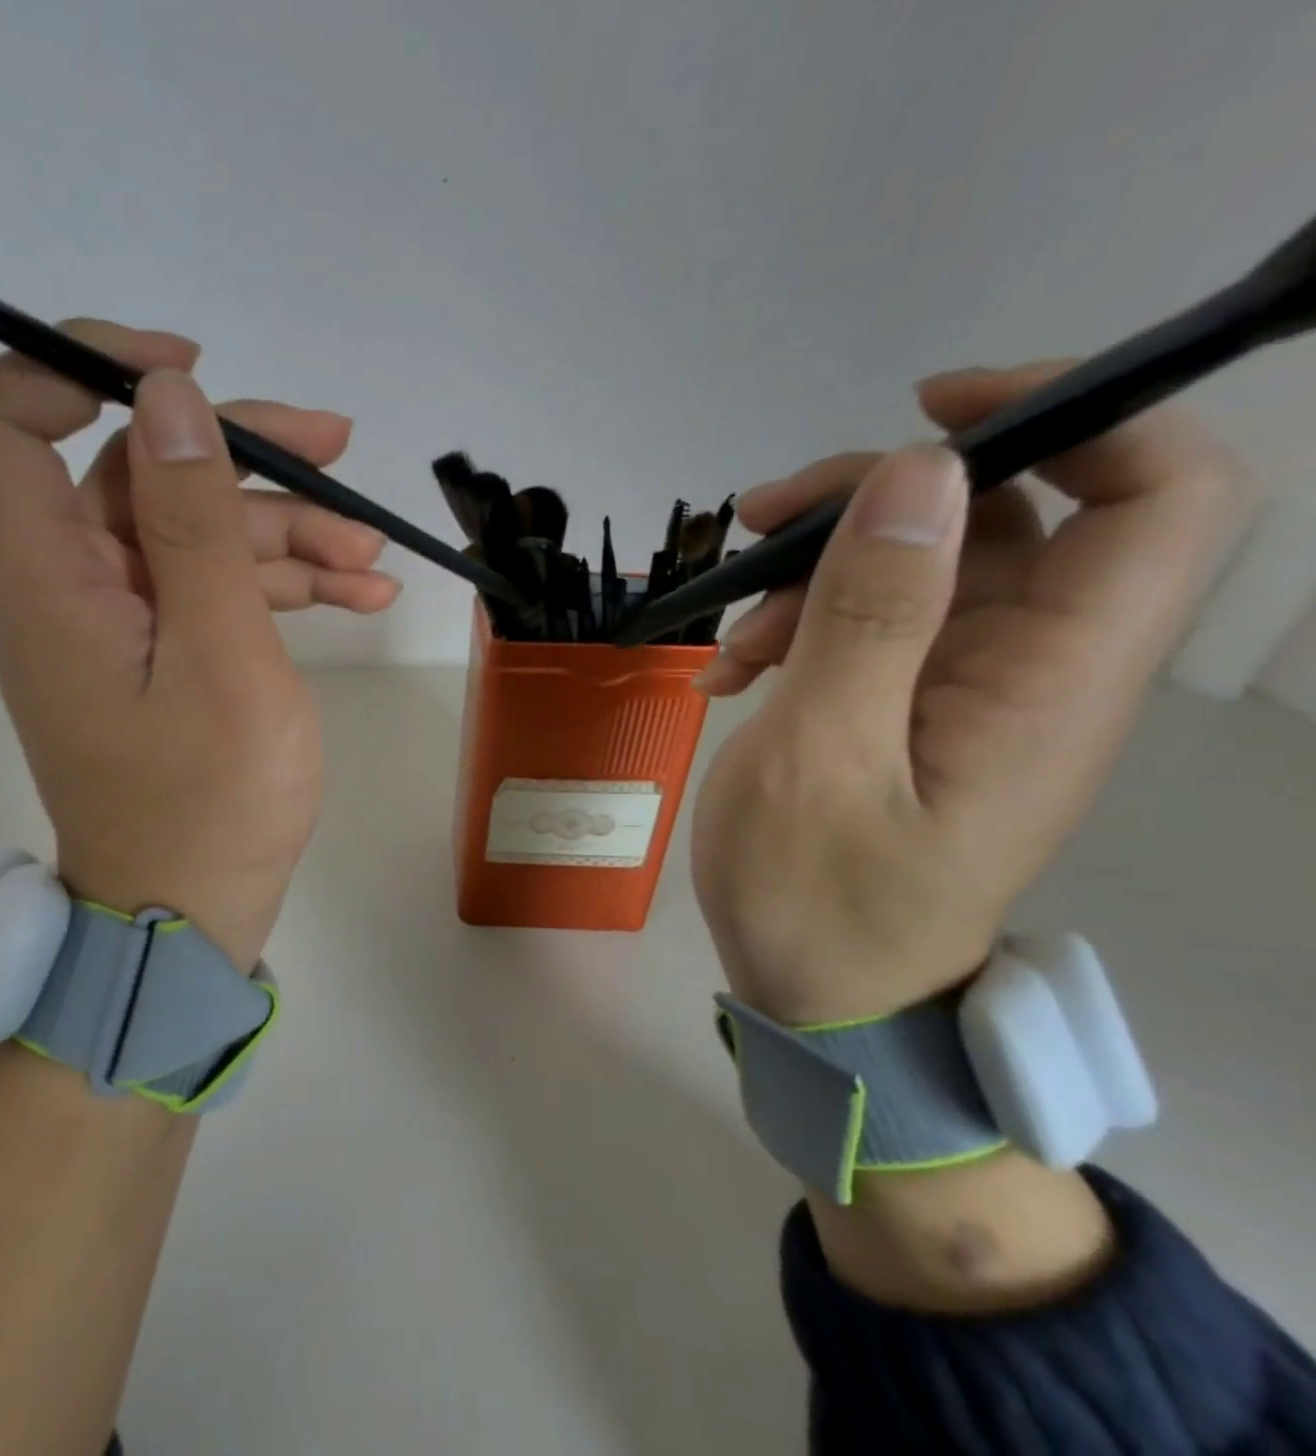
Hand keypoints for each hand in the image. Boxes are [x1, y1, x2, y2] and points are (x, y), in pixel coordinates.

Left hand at [0, 323, 398, 968]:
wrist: (191, 918)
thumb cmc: (208, 805)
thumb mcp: (220, 657)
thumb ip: (194, 524)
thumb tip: (167, 398)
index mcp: (50, 581)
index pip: (5, 420)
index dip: (81, 366)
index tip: (187, 373)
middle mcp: (70, 588)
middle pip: (138, 471)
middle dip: (243, 455)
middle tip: (338, 450)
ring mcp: (120, 624)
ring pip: (194, 532)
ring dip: (284, 529)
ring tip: (373, 557)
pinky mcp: (161, 655)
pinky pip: (212, 589)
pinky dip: (281, 582)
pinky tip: (361, 594)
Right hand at [690, 362, 1235, 1024]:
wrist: (819, 994)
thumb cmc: (820, 897)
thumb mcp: (822, 756)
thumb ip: (873, 618)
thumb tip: (918, 475)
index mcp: (1051, 680)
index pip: (1156, 496)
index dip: (1072, 417)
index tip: (928, 417)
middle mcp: (1031, 668)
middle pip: (1001, 516)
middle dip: (874, 500)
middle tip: (760, 522)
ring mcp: (964, 688)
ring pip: (915, 569)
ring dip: (812, 575)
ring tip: (730, 640)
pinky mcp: (908, 707)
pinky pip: (868, 626)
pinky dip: (796, 627)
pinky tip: (731, 672)